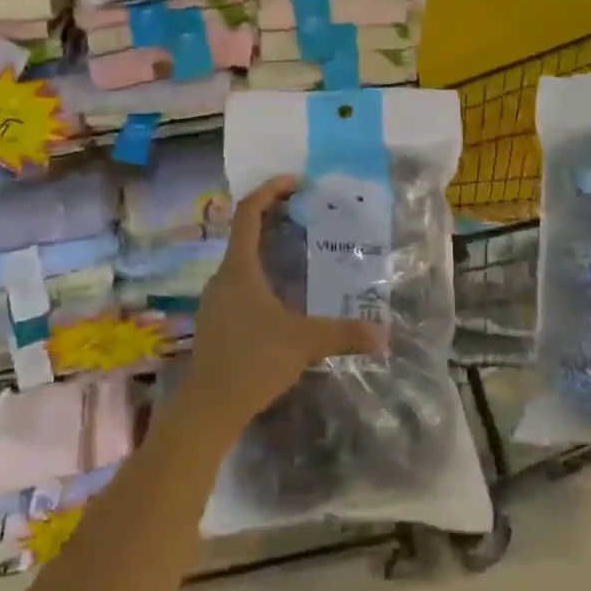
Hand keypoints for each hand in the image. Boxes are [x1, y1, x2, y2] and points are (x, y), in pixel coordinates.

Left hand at [183, 175, 387, 432]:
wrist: (207, 408)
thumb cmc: (253, 362)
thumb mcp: (304, 343)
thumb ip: (343, 334)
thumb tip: (383, 335)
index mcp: (240, 269)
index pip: (248, 212)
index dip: (269, 190)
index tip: (295, 181)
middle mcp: (223, 276)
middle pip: (244, 232)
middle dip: (273, 217)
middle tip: (305, 215)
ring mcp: (214, 299)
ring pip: (241, 260)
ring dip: (266, 248)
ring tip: (298, 253)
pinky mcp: (215, 320)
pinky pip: (238, 282)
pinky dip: (259, 274)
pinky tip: (280, 296)